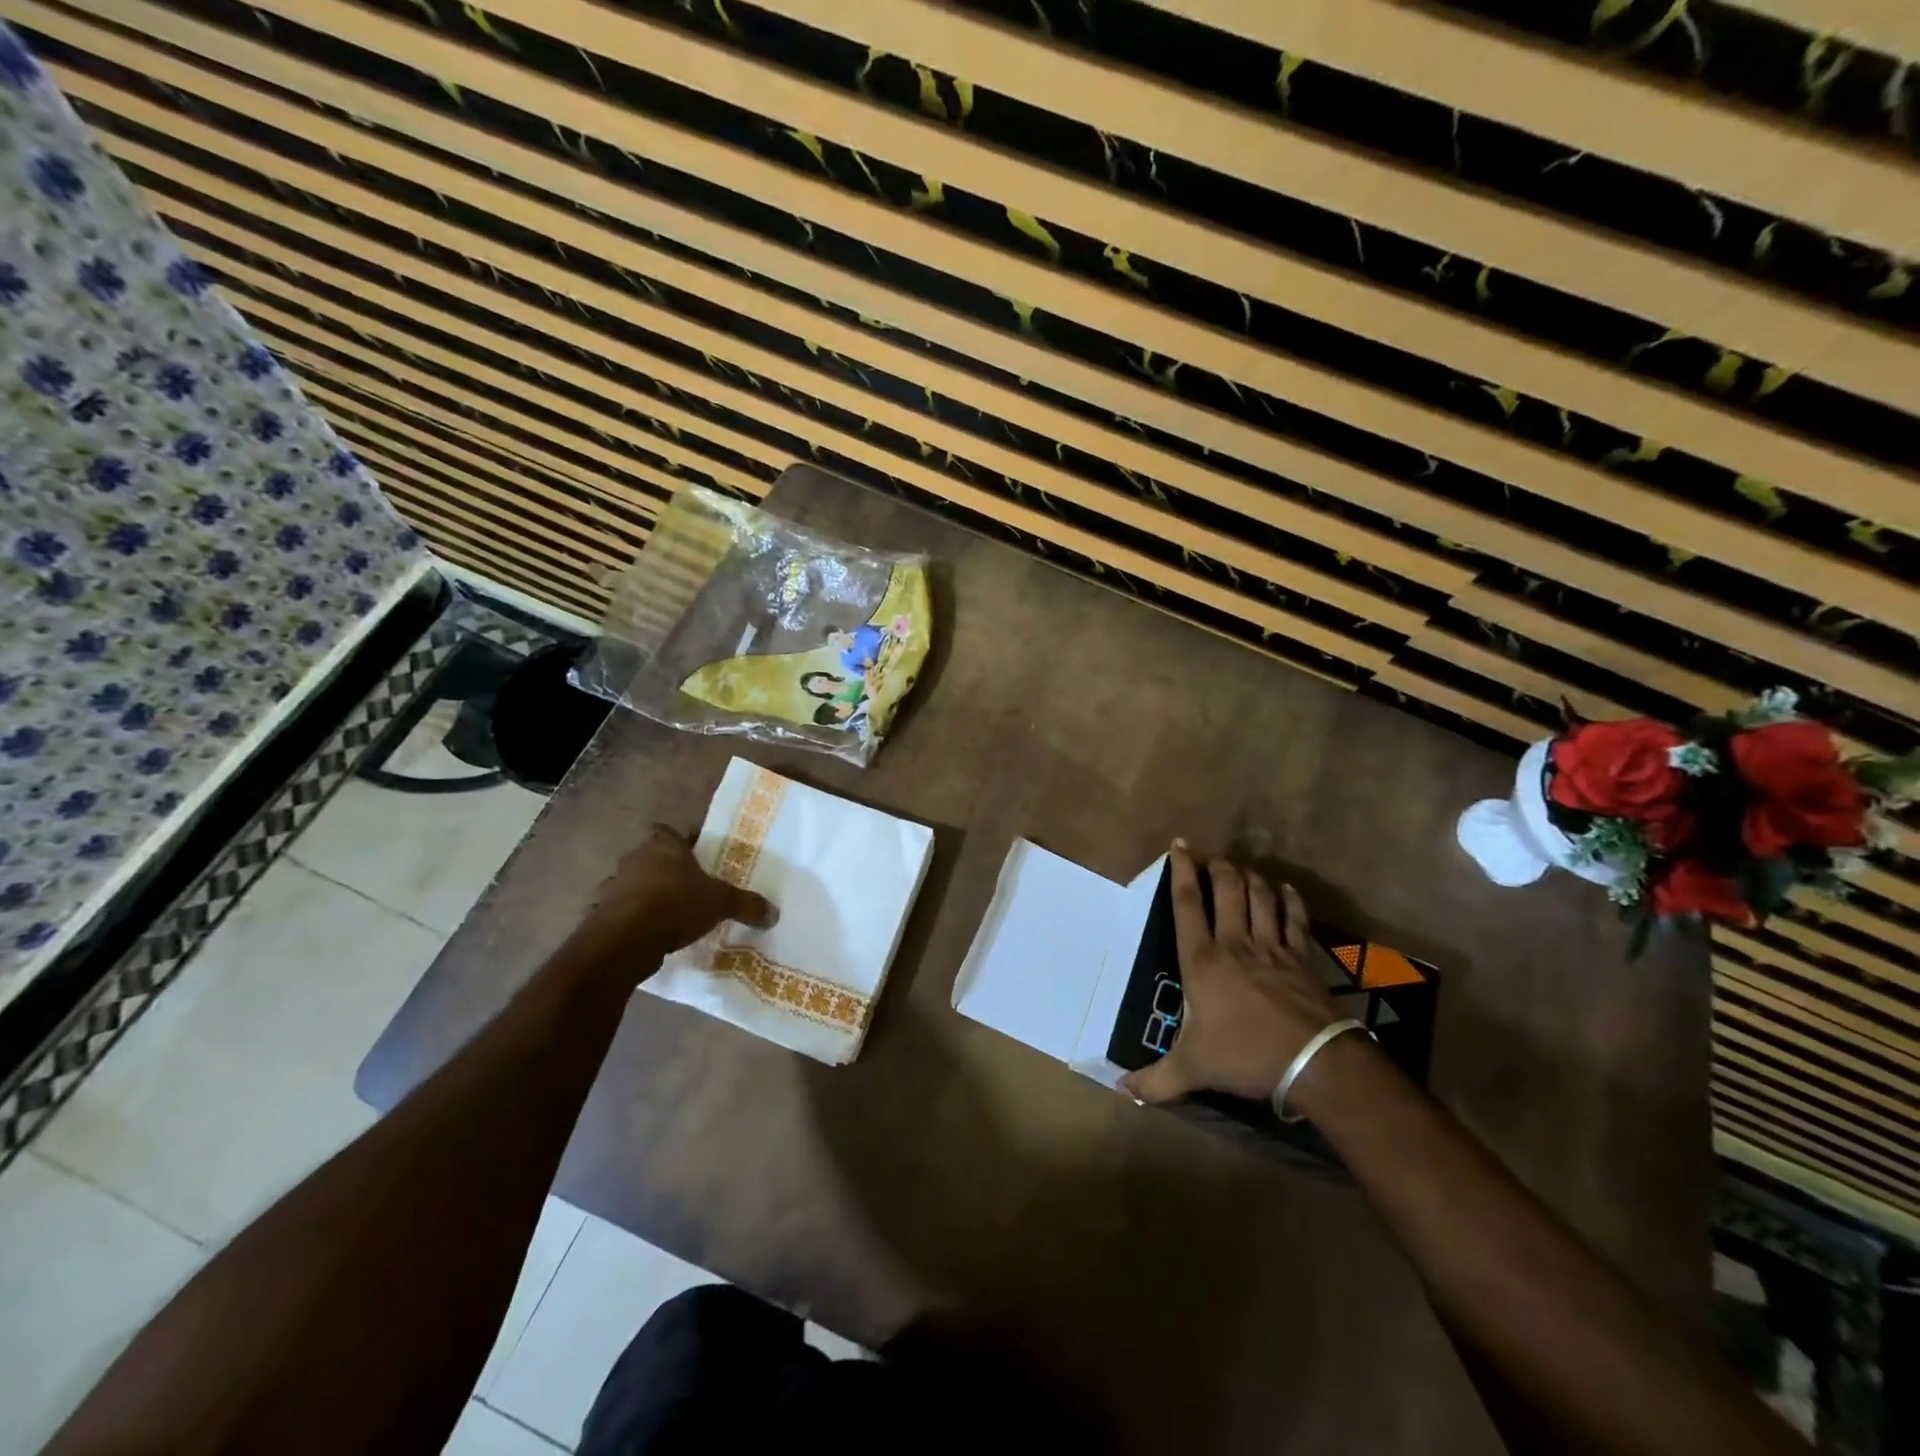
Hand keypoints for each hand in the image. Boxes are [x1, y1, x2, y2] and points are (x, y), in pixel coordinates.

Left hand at [564, 825, 774, 974]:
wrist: (624, 941)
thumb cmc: (675, 905)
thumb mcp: (720, 903)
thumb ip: (746, 905)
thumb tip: (774, 914)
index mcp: (663, 846)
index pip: (669, 832)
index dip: (682, 842)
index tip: (697, 857)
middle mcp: (634, 859)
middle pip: (651, 858)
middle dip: (667, 871)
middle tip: (689, 888)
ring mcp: (613, 886)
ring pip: (633, 884)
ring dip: (646, 895)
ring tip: (669, 914)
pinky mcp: (600, 914)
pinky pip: (620, 912)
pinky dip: (631, 920)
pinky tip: (648, 935)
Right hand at [1122, 841, 1343, 1104]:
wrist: (1314, 1063)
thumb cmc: (1245, 1056)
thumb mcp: (1192, 1069)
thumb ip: (1155, 1080)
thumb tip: (1120, 1091)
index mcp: (1202, 960)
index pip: (1187, 904)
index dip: (1181, 871)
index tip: (1179, 846)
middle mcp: (1235, 943)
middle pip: (1227, 889)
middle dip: (1218, 866)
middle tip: (1211, 857)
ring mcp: (1272, 947)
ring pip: (1261, 896)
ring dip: (1250, 877)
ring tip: (1242, 869)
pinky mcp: (1302, 958)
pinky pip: (1295, 919)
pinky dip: (1290, 900)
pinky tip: (1286, 890)